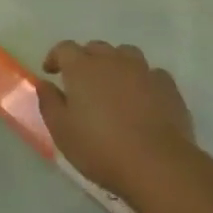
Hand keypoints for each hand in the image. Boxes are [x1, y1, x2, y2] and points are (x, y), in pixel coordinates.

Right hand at [36, 41, 195, 200]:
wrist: (156, 164)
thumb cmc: (100, 148)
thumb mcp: (61, 130)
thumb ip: (49, 102)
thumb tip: (45, 83)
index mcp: (82, 68)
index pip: (64, 48)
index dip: (55, 57)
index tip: (51, 72)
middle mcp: (113, 61)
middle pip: (96, 48)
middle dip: (85, 59)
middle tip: (81, 82)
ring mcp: (144, 71)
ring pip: (126, 54)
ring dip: (115, 64)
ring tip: (112, 85)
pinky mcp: (168, 86)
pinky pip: (151, 73)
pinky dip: (141, 80)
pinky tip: (141, 98)